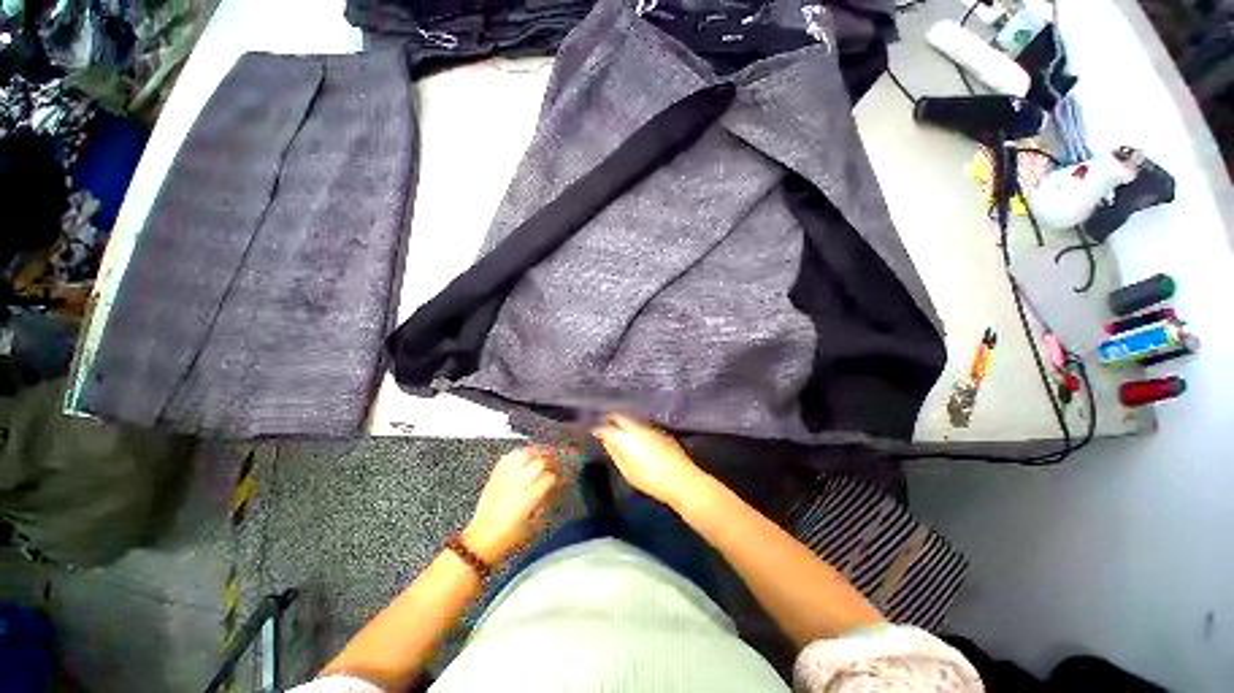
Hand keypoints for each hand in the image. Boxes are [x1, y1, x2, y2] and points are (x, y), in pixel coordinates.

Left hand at [463, 447, 558, 564]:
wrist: (482, 538)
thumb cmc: (511, 534)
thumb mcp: (534, 522)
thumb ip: (545, 500)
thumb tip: (553, 486)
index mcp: (529, 497)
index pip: (549, 477)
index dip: (557, 476)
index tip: (562, 477)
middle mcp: (517, 483)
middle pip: (539, 462)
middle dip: (550, 460)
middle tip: (556, 461)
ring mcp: (505, 477)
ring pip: (524, 454)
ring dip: (536, 452)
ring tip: (543, 452)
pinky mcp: (495, 475)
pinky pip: (508, 456)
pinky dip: (519, 453)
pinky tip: (525, 455)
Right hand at [592, 414, 710, 508]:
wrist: (682, 479)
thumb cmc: (651, 481)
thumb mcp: (627, 472)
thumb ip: (615, 453)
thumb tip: (606, 441)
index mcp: (624, 438)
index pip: (605, 427)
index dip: (597, 428)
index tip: (593, 431)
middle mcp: (636, 427)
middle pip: (619, 417)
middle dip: (609, 419)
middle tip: (604, 425)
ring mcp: (650, 427)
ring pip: (631, 419)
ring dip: (623, 421)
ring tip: (618, 429)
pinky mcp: (660, 430)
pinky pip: (643, 424)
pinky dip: (635, 426)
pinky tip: (636, 435)